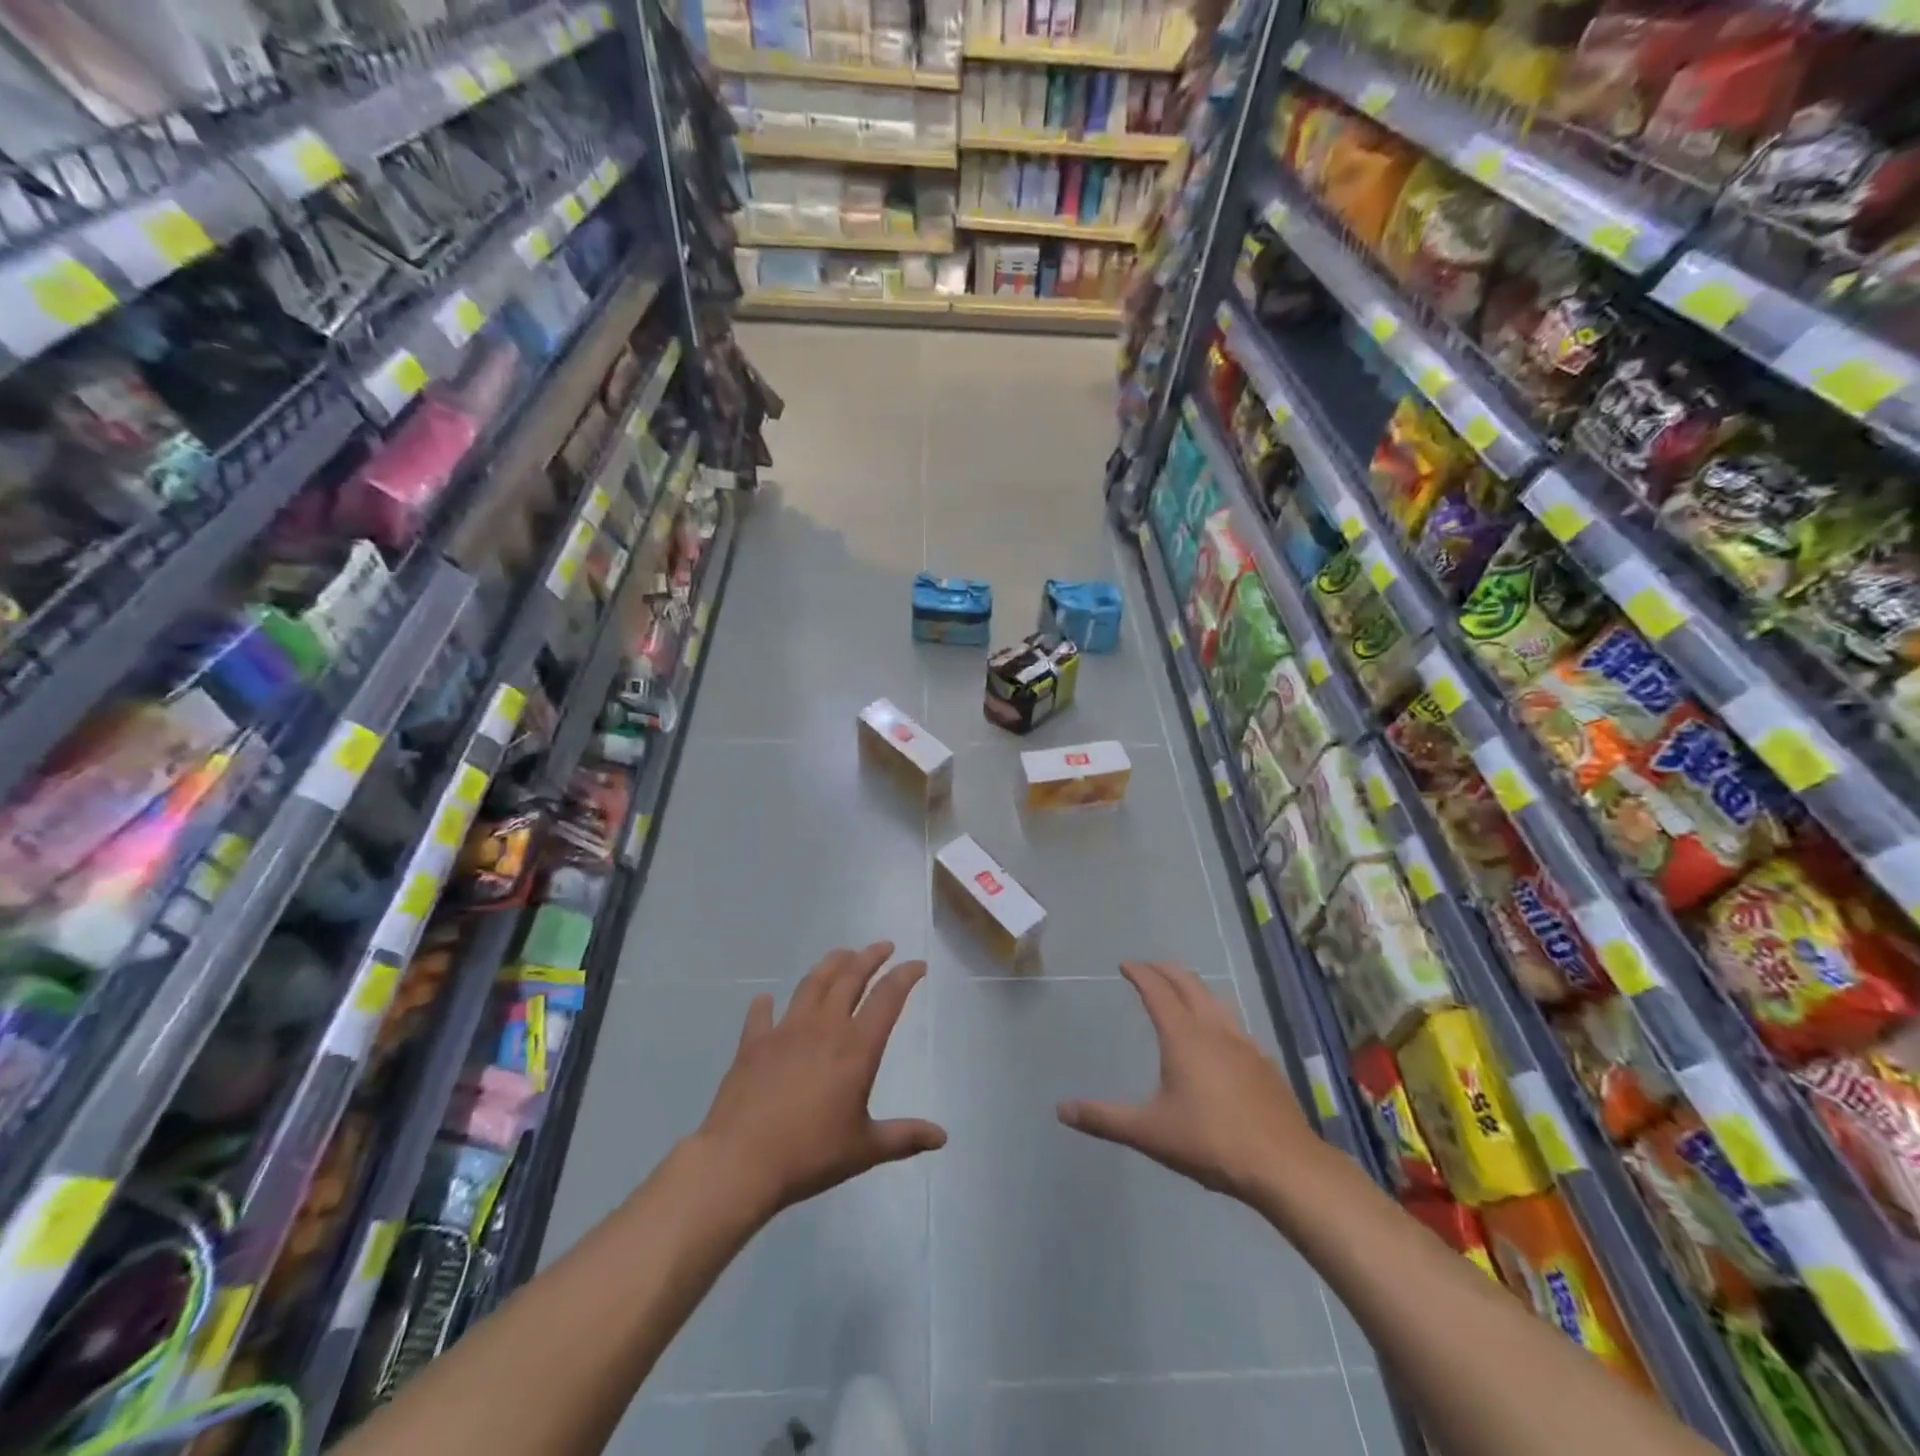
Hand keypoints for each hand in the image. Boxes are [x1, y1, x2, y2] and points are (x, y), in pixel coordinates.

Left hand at [695, 942, 945, 1219]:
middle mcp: (824, 1027)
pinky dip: (766, 1004)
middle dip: (870, 957)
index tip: (917, 964)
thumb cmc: (810, 1154)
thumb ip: (904, 1137)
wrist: (741, 1162)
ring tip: (842, 955)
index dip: (905, 976)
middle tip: (883, 946)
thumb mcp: (864, 1149)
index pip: (888, 997)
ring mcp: (786, 1030)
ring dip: (831, 964)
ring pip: (813, 983)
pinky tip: (766, 999)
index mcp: (856, 1047)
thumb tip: (942, 1137)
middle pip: (850, 977)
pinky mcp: (753, 1043)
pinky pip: (761, 1014)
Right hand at [1056, 961, 1317, 1202]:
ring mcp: (1244, 1044)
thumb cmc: (1211, 1142)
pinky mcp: (1265, 1064)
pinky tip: (1218, 1038)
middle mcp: (1214, 1030)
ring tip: (1182, 993)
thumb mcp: (1150, 1133)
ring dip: (1194, 988)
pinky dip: (1216, 1015)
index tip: (1126, 965)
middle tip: (1149, 969)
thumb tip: (1061, 1110)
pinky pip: (1234, 1024)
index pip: (1157, 990)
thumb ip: (1104, 1119)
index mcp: (1184, 1037)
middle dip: (1166, 971)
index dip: (1140, 973)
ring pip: (1215, 1001)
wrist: (1285, 1166)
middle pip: (1189, 984)